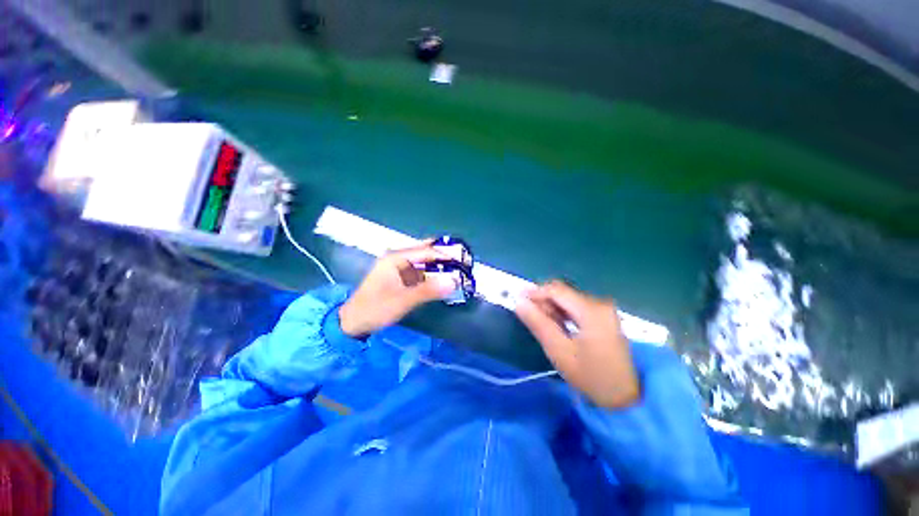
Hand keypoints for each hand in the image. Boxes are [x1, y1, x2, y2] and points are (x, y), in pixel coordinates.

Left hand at [339, 241, 457, 337]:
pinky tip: (443, 281)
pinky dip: (432, 276)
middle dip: (444, 257)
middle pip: (426, 253)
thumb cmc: (376, 308)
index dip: (445, 254)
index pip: (427, 251)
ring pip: (424, 263)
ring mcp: (399, 268)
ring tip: (458, 272)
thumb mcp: (403, 300)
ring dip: (439, 267)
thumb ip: (429, 290)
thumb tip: (454, 281)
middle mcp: (398, 258)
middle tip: (463, 262)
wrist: (353, 322)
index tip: (464, 260)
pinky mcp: (401, 278)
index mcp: (396, 258)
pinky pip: (420, 273)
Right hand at [515, 281, 638, 407]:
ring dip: (552, 307)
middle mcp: (600, 303)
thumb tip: (519, 302)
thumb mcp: (559, 350)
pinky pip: (577, 306)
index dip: (535, 292)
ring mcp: (604, 309)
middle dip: (543, 301)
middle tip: (530, 317)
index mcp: (591, 310)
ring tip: (543, 324)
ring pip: (568, 298)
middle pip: (563, 292)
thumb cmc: (590, 376)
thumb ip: (538, 323)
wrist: (623, 396)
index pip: (556, 290)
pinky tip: (557, 326)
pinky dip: (563, 312)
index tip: (518, 300)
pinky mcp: (604, 316)